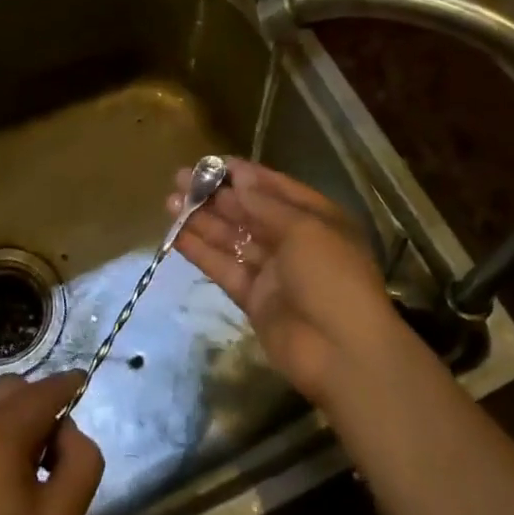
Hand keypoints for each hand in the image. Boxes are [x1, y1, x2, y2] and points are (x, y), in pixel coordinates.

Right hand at [170, 158, 401, 406]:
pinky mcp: (254, 299)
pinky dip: (201, 252)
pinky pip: (225, 268)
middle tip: (182, 178)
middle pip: (250, 212)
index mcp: (317, 218)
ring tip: (170, 201)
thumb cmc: (331, 277)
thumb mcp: (305, 229)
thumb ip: (266, 205)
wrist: (343, 353)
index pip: (276, 188)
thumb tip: (238, 179)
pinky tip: (176, 234)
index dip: (244, 174)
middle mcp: (294, 241)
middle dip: (217, 195)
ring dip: (203, 220)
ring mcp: (273, 272)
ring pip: (233, 239)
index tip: (211, 162)